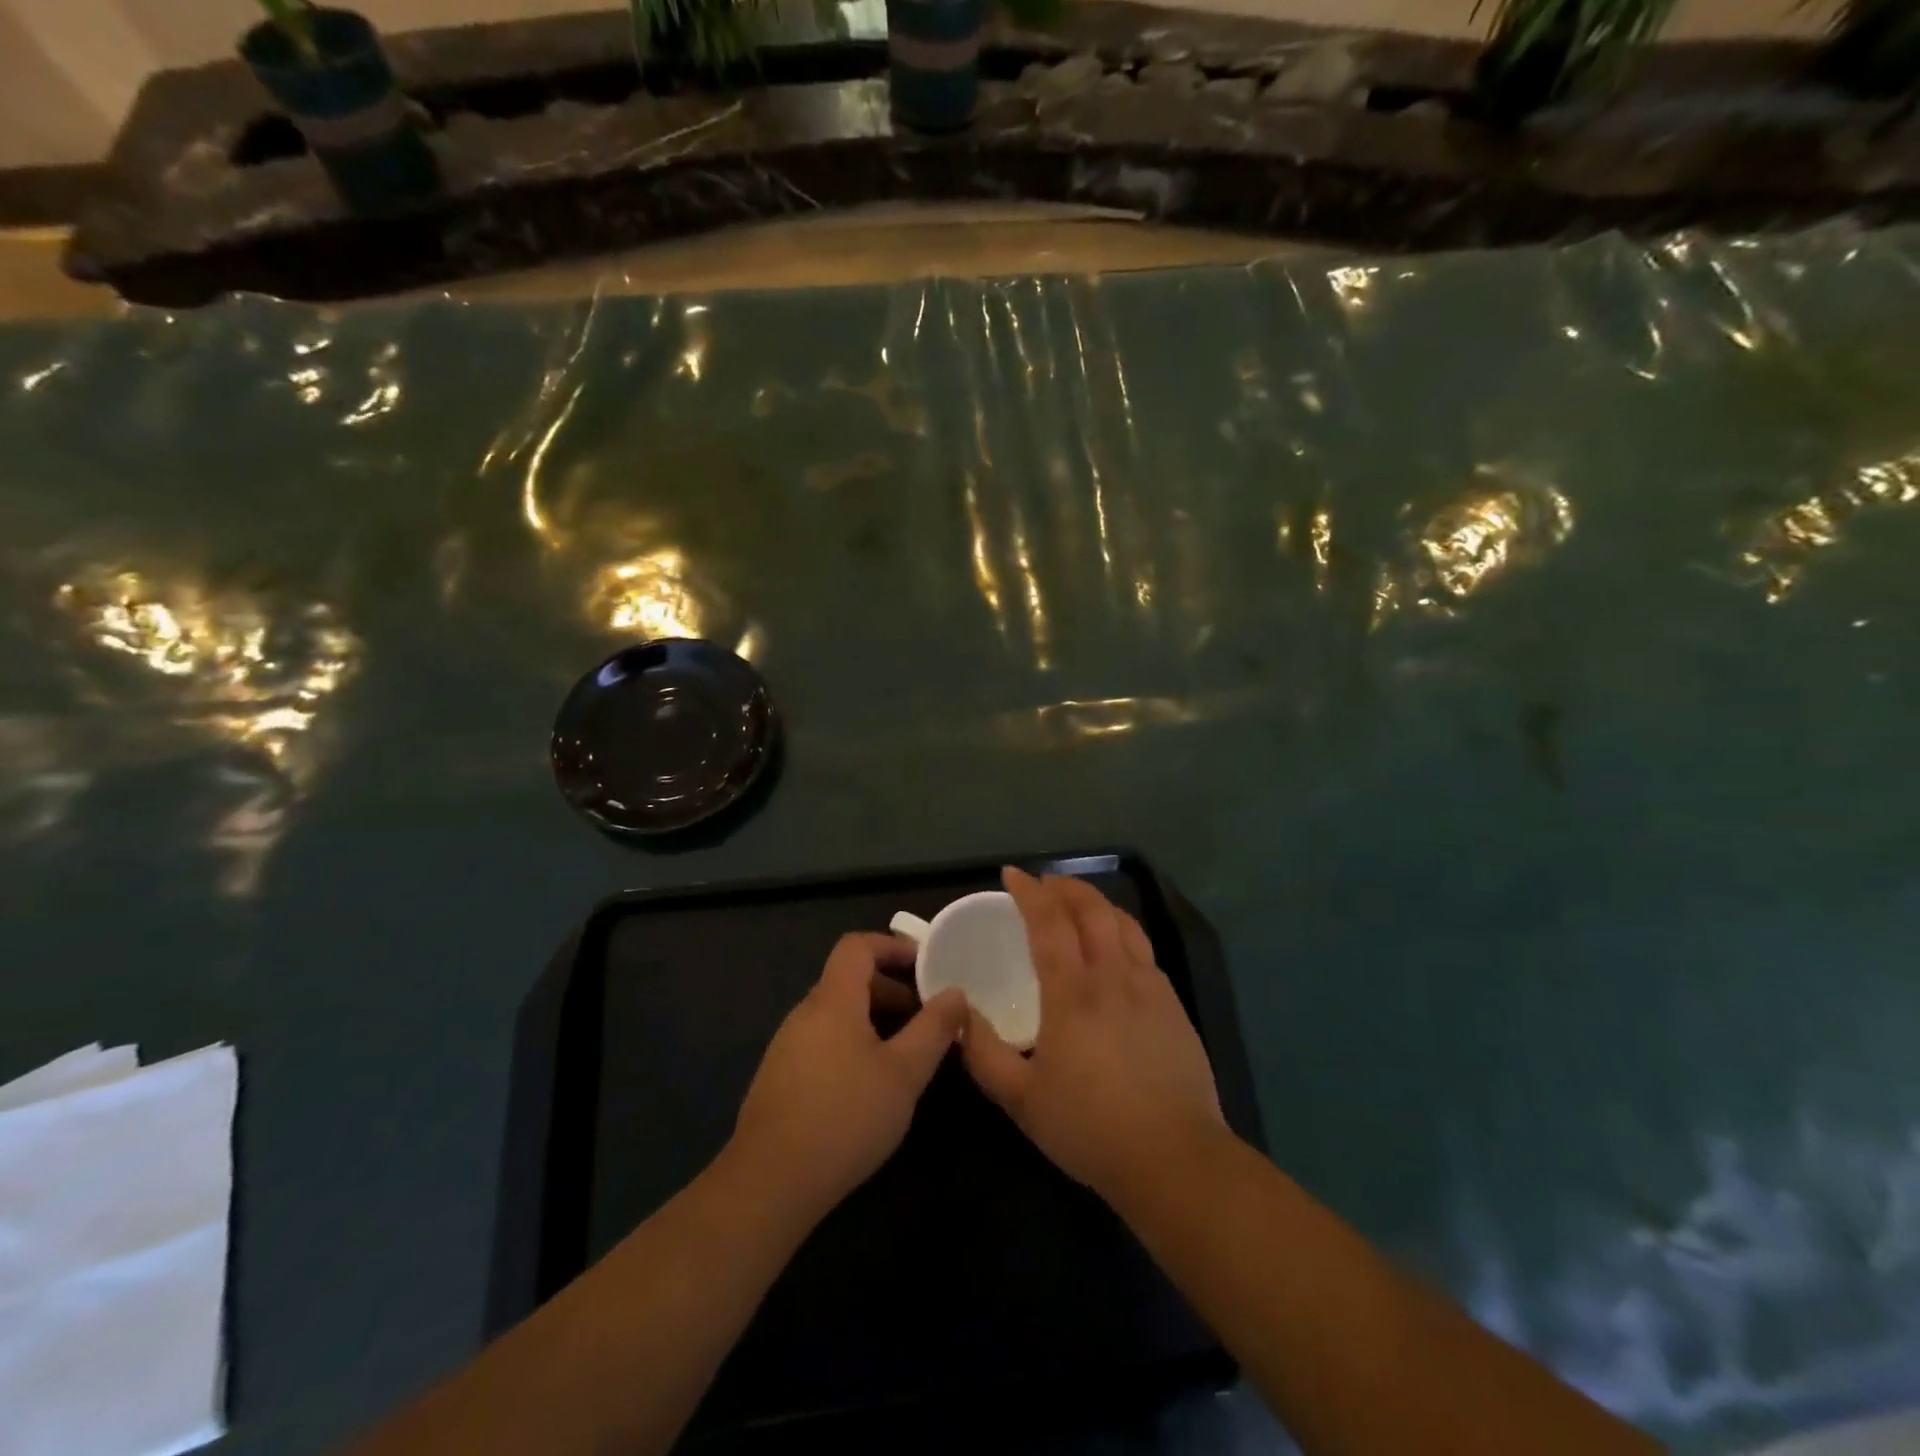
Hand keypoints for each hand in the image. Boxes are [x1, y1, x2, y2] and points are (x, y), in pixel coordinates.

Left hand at [733, 933, 967, 1221]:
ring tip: (904, 1053)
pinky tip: (868, 1085)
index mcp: (833, 1000)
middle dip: (891, 988)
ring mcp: (786, 1046)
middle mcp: (805, 1013)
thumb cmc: (845, 1117)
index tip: (925, 966)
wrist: (770, 1183)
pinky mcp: (779, 1077)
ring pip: (836, 1013)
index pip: (857, 946)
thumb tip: (955, 992)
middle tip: (926, 1017)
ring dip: (873, 1019)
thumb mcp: (904, 1073)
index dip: (892, 946)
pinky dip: (851, 1043)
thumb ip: (933, 1028)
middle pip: (848, 979)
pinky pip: (821, 1040)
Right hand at [962, 867, 1223, 1201]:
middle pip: (1092, 909)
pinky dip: (1122, 931)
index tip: (1012, 874)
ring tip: (1078, 904)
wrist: (1174, 1158)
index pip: (1049, 922)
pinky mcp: (1173, 1005)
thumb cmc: (1090, 1128)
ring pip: (1124, 923)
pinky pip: (1143, 949)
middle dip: (1065, 887)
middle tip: (1044, 884)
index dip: (1029, 891)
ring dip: (1097, 903)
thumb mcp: (1021, 1100)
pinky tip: (1115, 949)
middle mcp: (1113, 976)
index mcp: (1073, 993)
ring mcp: (1150, 987)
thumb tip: (958, 1016)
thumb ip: (983, 1054)